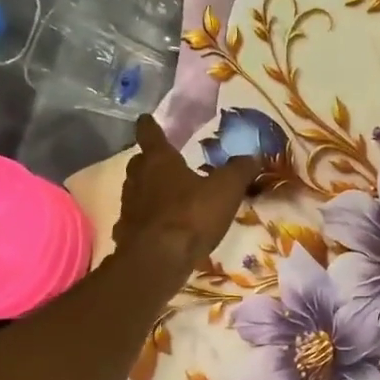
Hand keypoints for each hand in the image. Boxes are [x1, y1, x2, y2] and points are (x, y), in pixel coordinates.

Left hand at [112, 116, 258, 274]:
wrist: (158, 260)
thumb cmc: (192, 215)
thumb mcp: (226, 189)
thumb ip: (239, 170)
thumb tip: (253, 156)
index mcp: (159, 161)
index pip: (149, 134)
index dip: (150, 125)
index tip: (147, 119)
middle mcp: (137, 179)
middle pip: (139, 163)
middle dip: (149, 161)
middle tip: (164, 162)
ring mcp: (128, 208)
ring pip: (135, 191)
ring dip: (147, 191)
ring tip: (165, 197)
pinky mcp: (125, 234)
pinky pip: (135, 220)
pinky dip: (145, 220)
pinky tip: (157, 228)